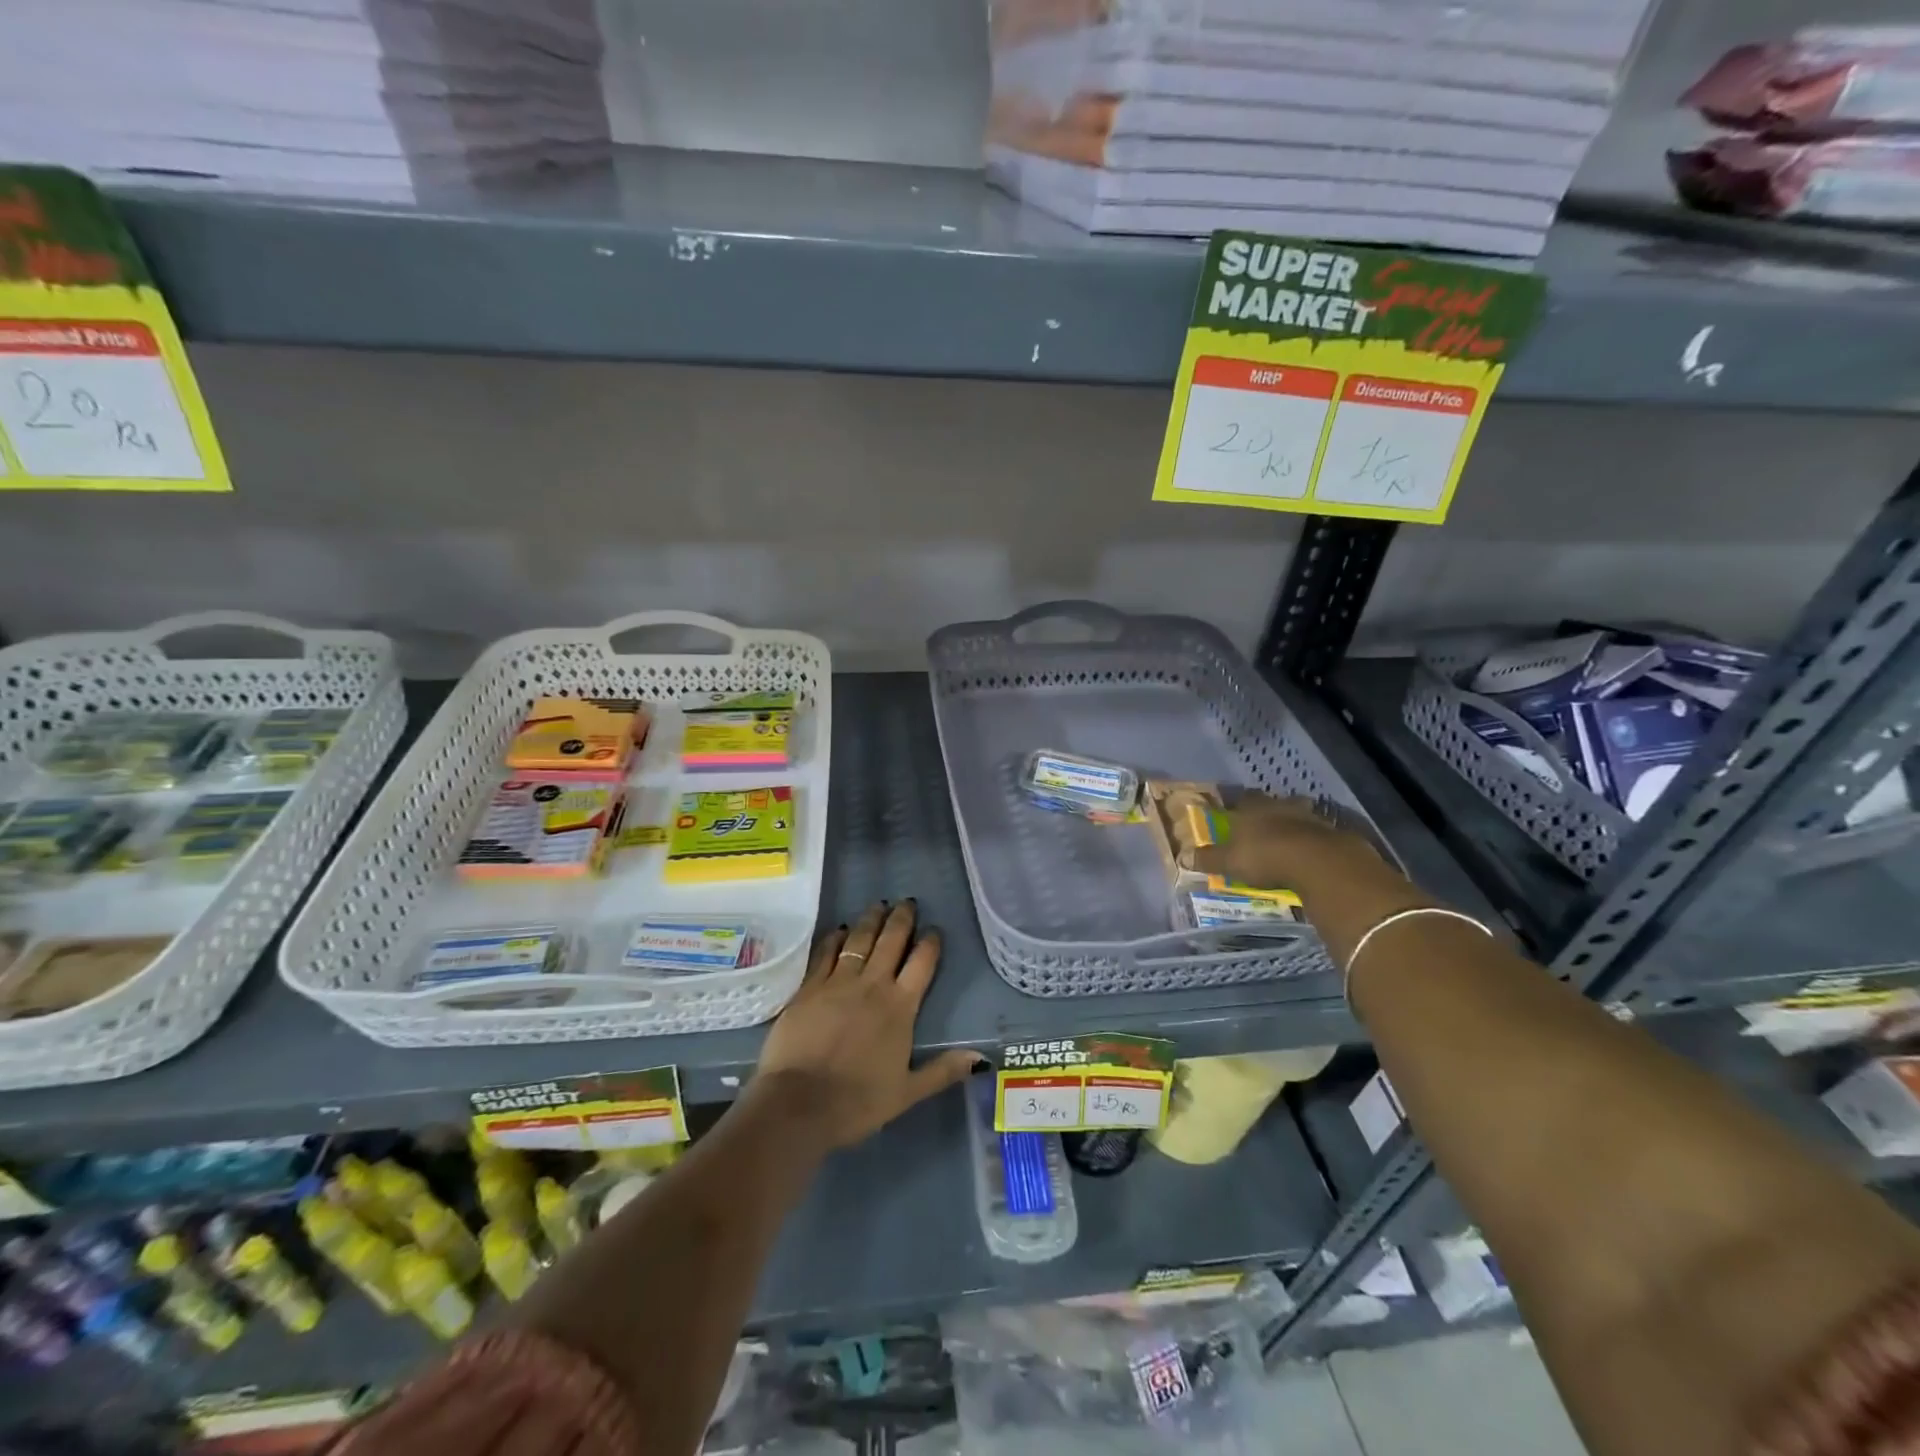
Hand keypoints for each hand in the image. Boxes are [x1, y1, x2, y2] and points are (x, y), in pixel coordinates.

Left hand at [753, 901, 982, 1149]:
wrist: (798, 1104)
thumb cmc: (857, 1101)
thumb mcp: (907, 1093)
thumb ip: (943, 1071)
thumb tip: (980, 1057)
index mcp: (900, 1007)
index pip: (921, 964)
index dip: (930, 943)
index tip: (934, 930)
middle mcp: (872, 985)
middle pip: (891, 941)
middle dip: (901, 919)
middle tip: (907, 902)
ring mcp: (838, 982)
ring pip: (859, 940)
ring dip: (870, 920)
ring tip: (878, 905)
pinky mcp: (809, 987)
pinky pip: (826, 953)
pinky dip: (835, 938)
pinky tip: (839, 930)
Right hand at [1184, 792, 1380, 892]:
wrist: (1318, 862)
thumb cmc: (1265, 857)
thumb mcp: (1230, 862)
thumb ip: (1209, 860)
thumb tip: (1183, 857)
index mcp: (1251, 810)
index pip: (1239, 799)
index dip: (1234, 804)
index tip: (1230, 809)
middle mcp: (1278, 806)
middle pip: (1270, 801)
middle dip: (1266, 808)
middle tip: (1261, 819)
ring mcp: (1308, 816)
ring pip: (1297, 811)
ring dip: (1293, 819)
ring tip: (1289, 832)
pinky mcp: (1332, 831)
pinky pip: (1318, 830)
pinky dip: (1313, 836)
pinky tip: (1312, 848)